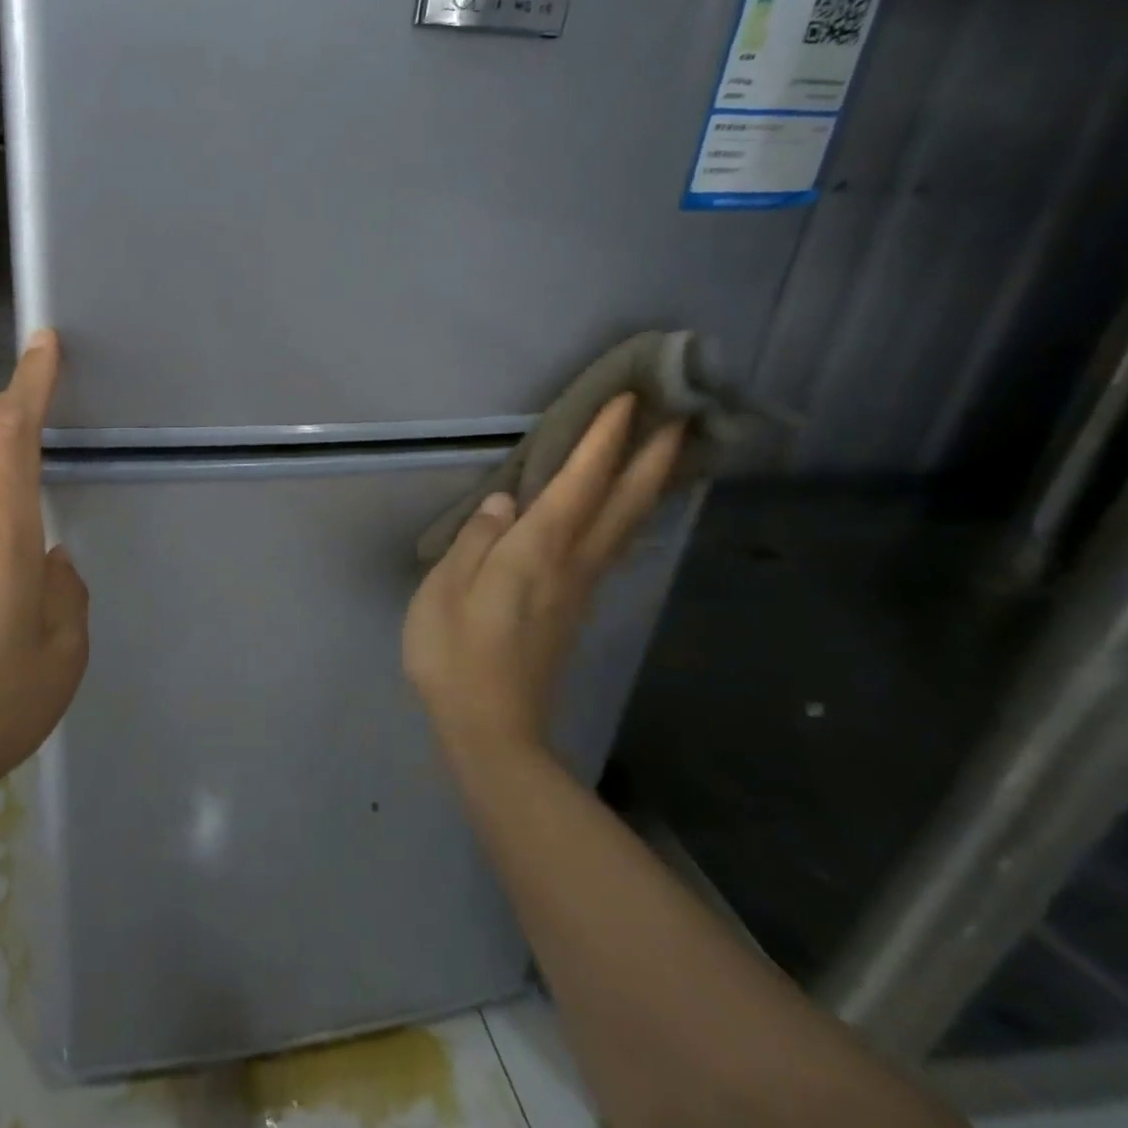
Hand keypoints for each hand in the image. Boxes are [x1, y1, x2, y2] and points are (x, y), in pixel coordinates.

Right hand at [403, 394, 682, 767]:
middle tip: (683, 415)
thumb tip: (504, 502)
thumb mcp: (444, 592)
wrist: (490, 728)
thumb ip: (475, 542)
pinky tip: (625, 513)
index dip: (602, 442)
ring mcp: (579, 590)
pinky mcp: (574, 609)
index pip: (577, 485)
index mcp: (535, 554)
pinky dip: (628, 517)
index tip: (626, 400)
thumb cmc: (454, 655)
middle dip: (652, 458)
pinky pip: (611, 548)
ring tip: (668, 454)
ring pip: (626, 527)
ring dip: (649, 486)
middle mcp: (571, 565)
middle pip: (623, 505)